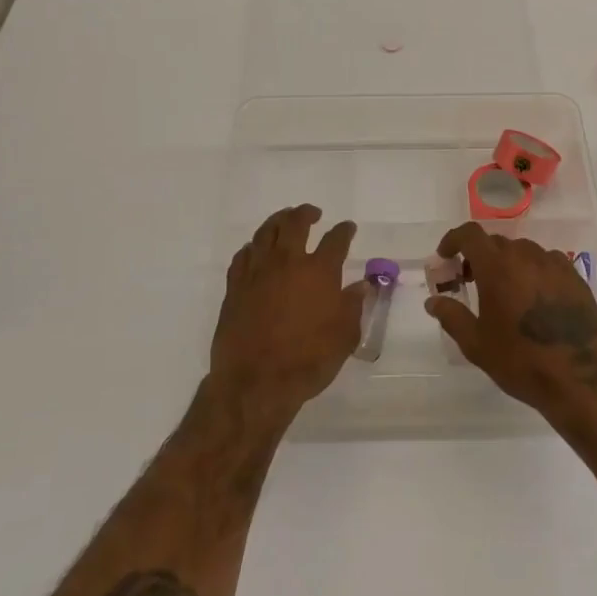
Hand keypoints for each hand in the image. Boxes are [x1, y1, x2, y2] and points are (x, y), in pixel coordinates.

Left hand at [211, 205, 364, 423]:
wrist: (255, 382)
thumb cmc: (308, 361)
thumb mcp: (344, 337)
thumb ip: (353, 306)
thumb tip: (361, 285)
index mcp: (319, 271)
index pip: (335, 240)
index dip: (344, 231)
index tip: (348, 227)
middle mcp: (288, 263)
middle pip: (295, 224)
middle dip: (306, 214)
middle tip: (313, 213)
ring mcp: (258, 272)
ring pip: (266, 233)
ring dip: (277, 221)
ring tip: (285, 220)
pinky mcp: (235, 287)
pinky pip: (243, 256)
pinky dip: (252, 247)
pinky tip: (256, 249)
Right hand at [424, 223, 596, 419]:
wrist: (581, 380)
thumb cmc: (521, 362)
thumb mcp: (476, 344)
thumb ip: (451, 316)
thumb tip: (433, 301)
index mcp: (498, 267)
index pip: (470, 234)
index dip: (453, 240)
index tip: (445, 257)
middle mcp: (527, 256)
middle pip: (496, 243)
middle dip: (478, 257)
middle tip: (469, 281)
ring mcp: (555, 265)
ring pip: (523, 252)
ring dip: (506, 263)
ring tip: (503, 292)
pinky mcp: (576, 279)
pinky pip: (547, 263)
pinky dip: (532, 271)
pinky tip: (533, 299)